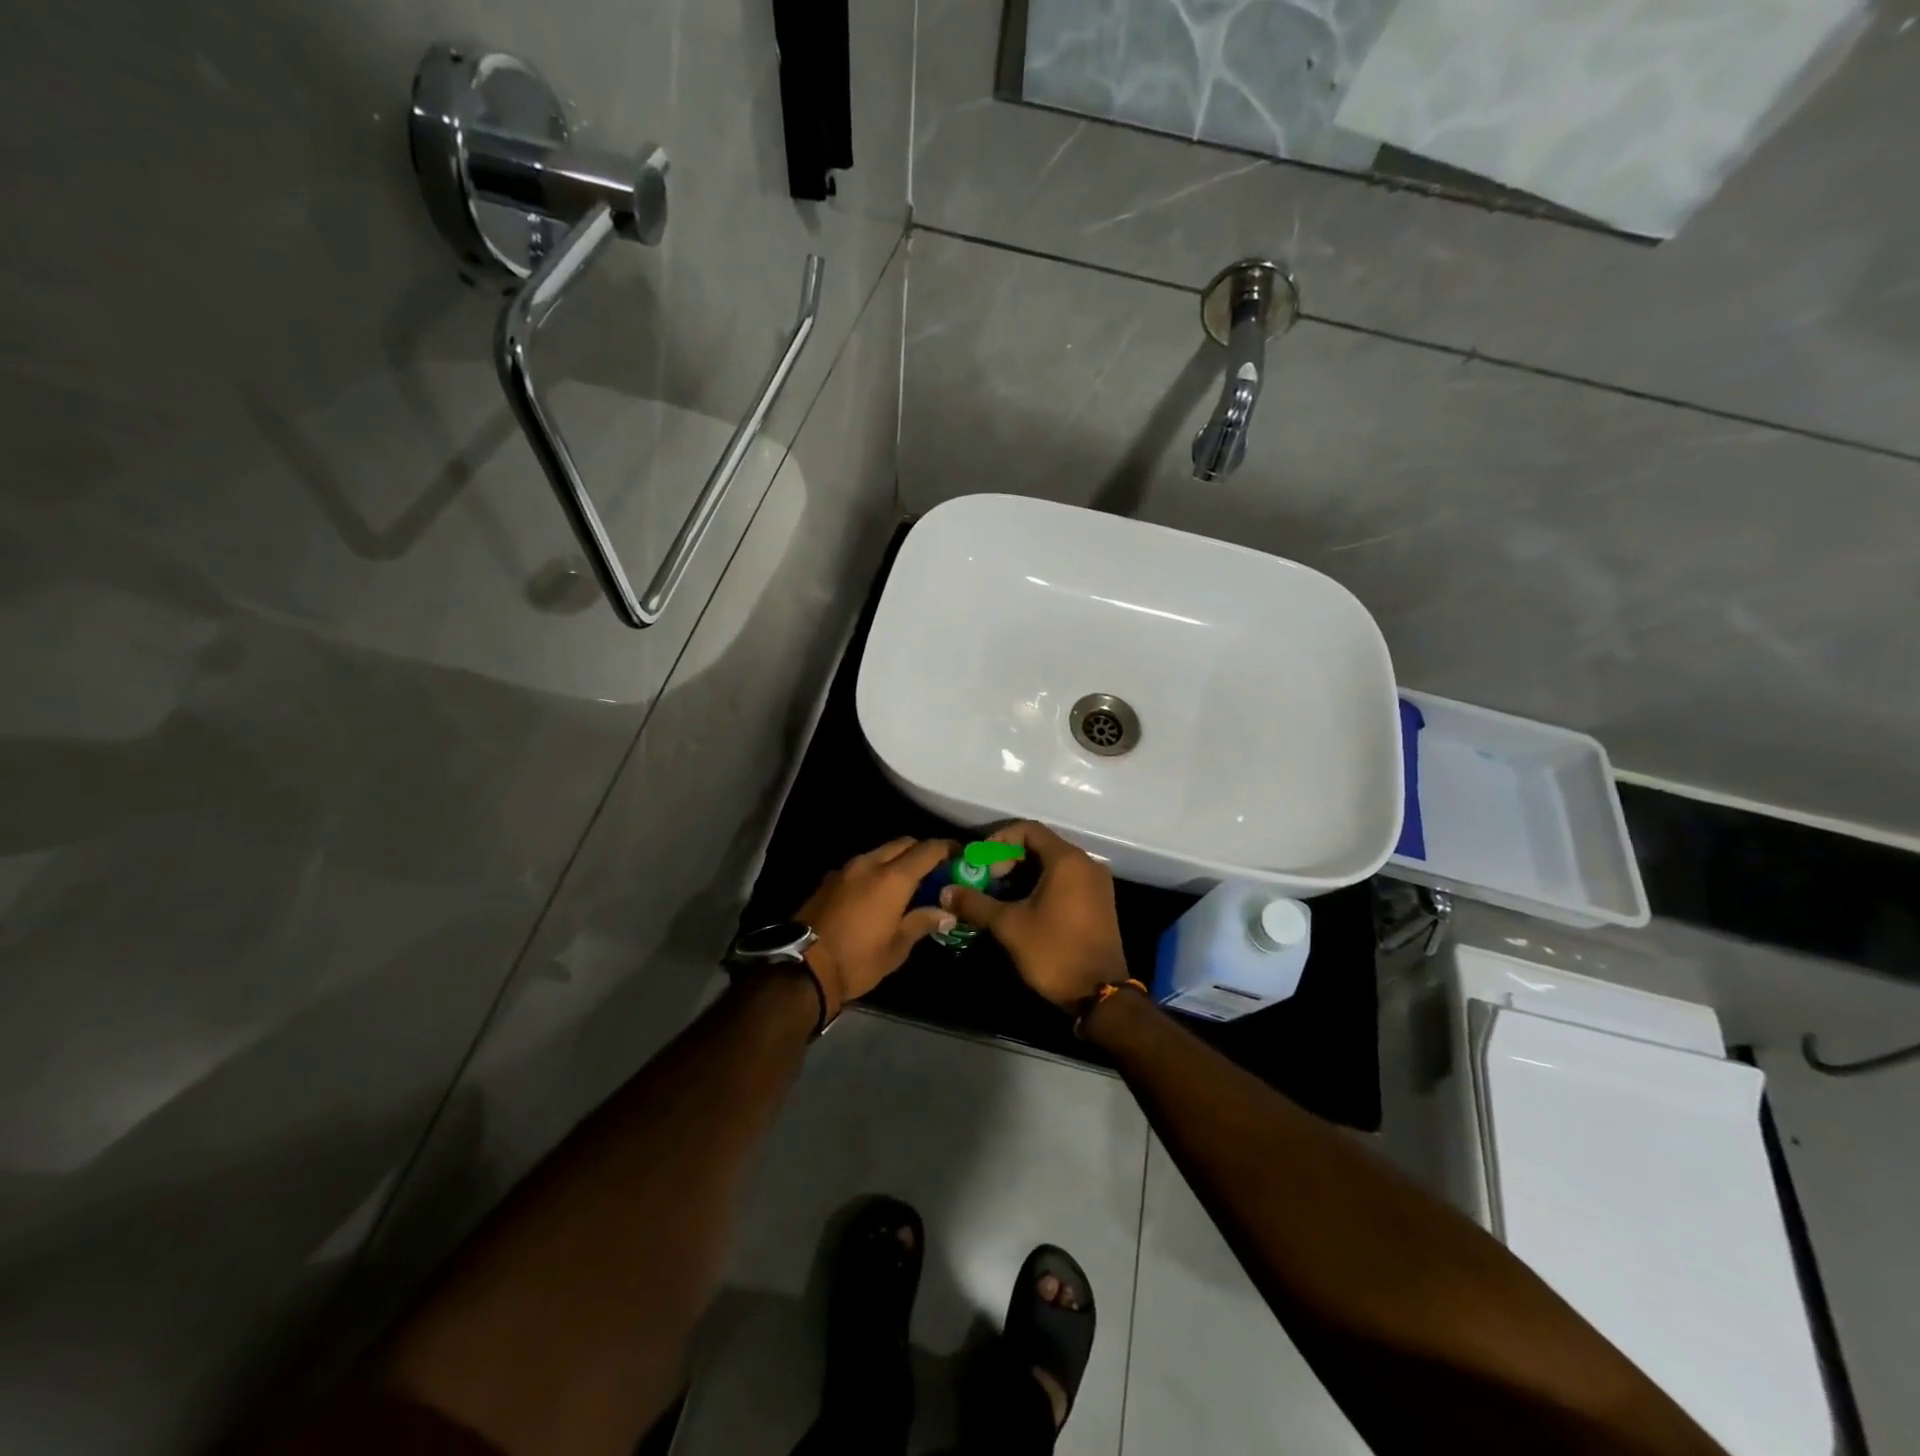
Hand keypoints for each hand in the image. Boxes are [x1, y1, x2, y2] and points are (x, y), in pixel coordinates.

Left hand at [795, 838, 958, 1016]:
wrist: (802, 968)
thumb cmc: (858, 960)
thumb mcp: (897, 947)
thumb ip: (922, 922)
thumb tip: (946, 913)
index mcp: (893, 878)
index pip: (927, 849)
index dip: (947, 848)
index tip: (959, 854)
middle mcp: (870, 864)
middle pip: (903, 843)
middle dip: (921, 851)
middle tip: (935, 871)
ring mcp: (846, 869)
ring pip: (879, 852)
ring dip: (896, 860)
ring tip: (907, 883)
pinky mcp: (829, 879)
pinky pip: (861, 865)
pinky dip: (875, 870)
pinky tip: (877, 893)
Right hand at [939, 821, 1127, 1009]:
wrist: (1100, 993)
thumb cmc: (1054, 951)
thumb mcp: (1009, 926)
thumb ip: (976, 903)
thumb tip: (946, 891)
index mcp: (1067, 860)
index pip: (1028, 830)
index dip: (998, 841)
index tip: (980, 863)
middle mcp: (1086, 864)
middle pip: (1040, 845)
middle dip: (1008, 859)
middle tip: (986, 881)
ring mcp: (1096, 883)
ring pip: (1053, 865)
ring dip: (1023, 874)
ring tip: (999, 896)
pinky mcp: (1099, 902)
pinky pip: (1066, 880)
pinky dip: (1042, 885)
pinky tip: (1022, 907)